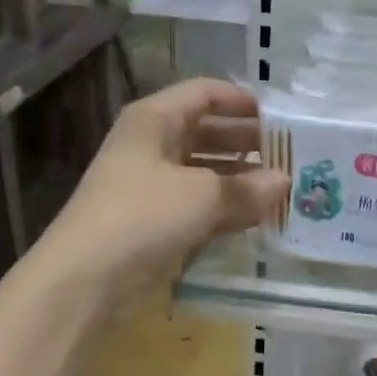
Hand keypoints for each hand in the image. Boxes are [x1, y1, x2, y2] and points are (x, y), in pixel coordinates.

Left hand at [40, 78, 285, 322]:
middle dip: (248, 141)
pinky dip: (228, 207)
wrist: (85, 282)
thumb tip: (284, 183)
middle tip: (291, 153)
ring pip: (206, 170)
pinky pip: (201, 204)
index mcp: (155, 120)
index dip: (242, 100)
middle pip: (208, 131)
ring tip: (284, 185)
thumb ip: (248, 187)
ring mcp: (153, 186)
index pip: (204, 93)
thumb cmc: (143, 216)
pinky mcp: (157, 222)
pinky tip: (261, 215)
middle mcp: (153, 145)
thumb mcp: (203, 195)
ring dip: (242, 177)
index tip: (281, 115)